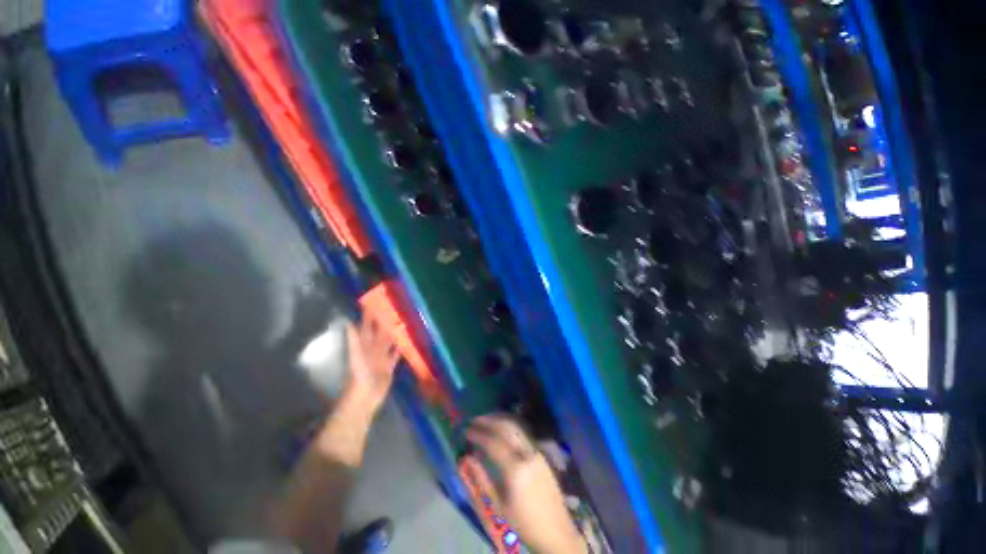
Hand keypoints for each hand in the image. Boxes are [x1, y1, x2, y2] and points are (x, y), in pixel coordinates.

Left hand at [340, 316, 399, 417]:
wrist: (366, 396)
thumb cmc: (359, 374)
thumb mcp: (356, 355)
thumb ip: (353, 339)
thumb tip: (347, 321)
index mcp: (365, 344)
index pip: (368, 325)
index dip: (370, 314)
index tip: (376, 300)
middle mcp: (374, 348)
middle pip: (381, 331)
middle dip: (386, 320)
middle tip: (395, 307)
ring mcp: (382, 356)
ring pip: (389, 340)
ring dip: (395, 332)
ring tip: (404, 321)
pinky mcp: (389, 366)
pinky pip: (396, 354)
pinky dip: (401, 347)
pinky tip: (407, 341)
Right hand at [463, 415, 586, 553]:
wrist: (556, 531)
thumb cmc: (524, 522)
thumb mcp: (499, 505)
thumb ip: (482, 479)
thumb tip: (467, 458)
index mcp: (516, 469)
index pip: (493, 442)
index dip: (478, 434)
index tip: (466, 431)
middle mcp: (527, 454)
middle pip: (506, 427)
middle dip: (488, 420)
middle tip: (474, 421)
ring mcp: (536, 451)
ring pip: (516, 426)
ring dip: (500, 419)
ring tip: (485, 420)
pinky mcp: (540, 452)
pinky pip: (523, 432)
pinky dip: (509, 425)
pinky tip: (501, 428)